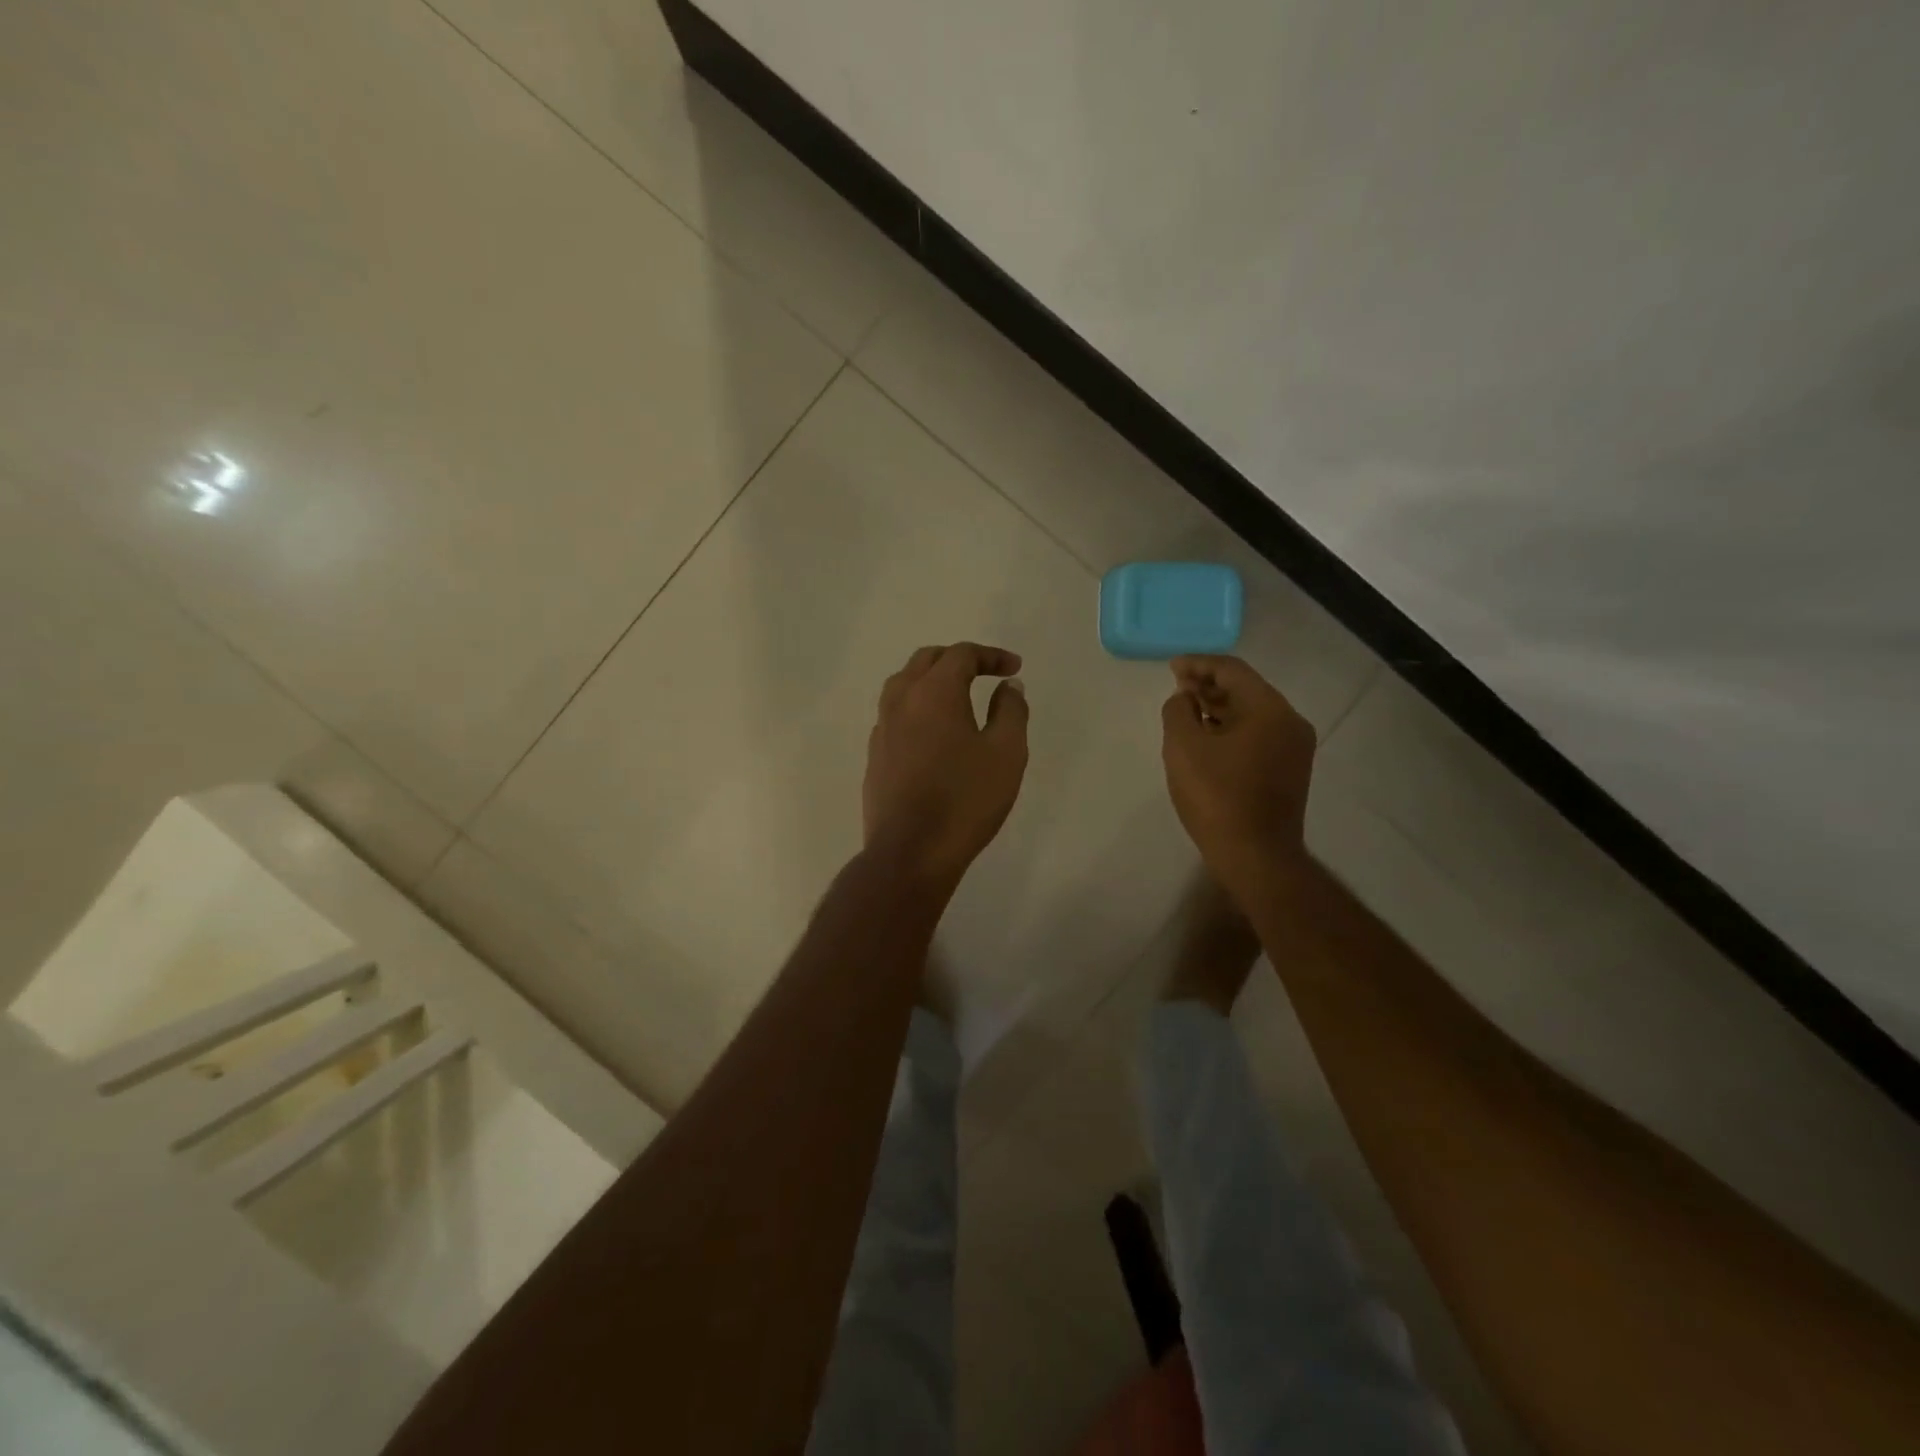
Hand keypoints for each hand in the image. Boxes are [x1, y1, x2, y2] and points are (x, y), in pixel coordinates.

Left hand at [864, 643, 1029, 889]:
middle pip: (926, 661)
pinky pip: (895, 715)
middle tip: (985, 674)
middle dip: (958, 660)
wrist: (911, 851)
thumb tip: (1008, 687)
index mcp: (934, 692)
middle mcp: (901, 701)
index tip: (1014, 669)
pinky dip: (917, 708)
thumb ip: (1011, 711)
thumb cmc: (966, 800)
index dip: (991, 655)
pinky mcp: (875, 756)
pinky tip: (933, 733)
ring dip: (931, 681)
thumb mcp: (1006, 753)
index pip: (961, 654)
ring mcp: (882, 729)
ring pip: (903, 685)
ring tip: (957, 697)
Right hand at [1161, 655, 1315, 894]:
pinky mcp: (1289, 770)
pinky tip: (1207, 738)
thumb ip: (1178, 711)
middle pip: (1246, 689)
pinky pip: (1257, 735)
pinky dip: (1231, 728)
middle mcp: (1290, 722)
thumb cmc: (1217, 797)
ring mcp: (1294, 748)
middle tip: (1177, 688)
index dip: (1198, 664)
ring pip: (1252, 713)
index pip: (1232, 670)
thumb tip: (1184, 698)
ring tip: (1187, 710)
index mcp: (1269, 710)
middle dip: (1209, 685)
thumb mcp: (1183, 748)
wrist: (1256, 856)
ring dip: (1219, 707)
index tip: (1172, 667)